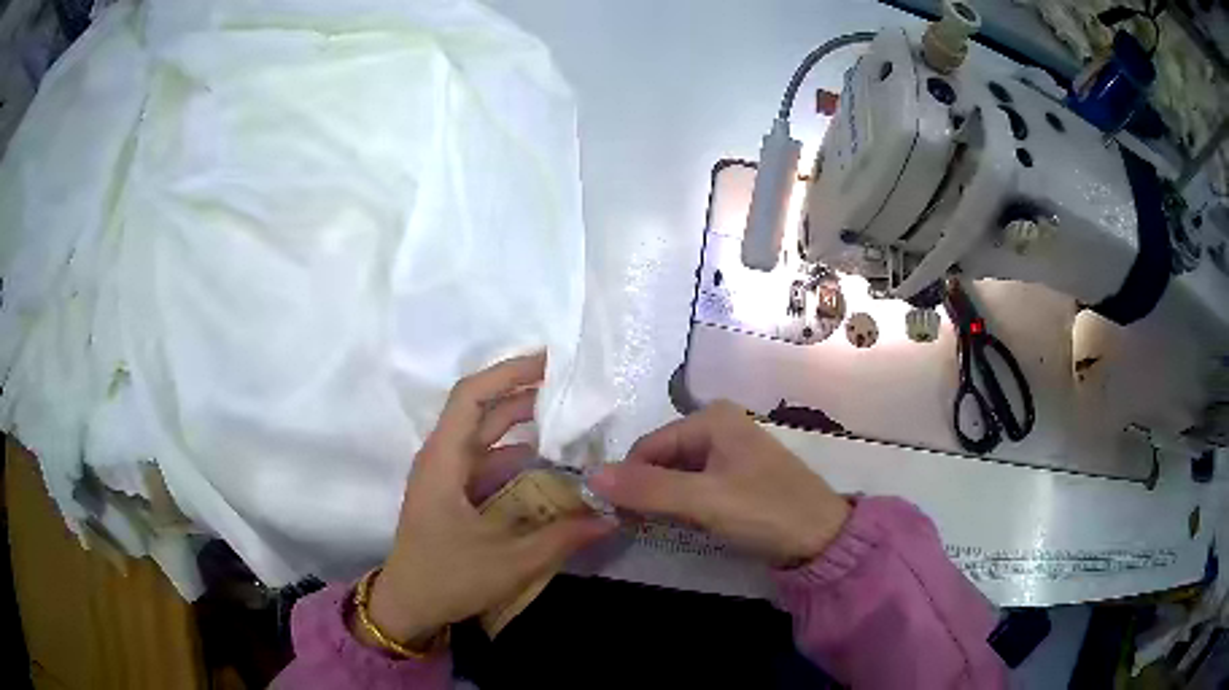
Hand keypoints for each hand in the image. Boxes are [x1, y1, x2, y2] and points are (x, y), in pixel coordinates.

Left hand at [362, 354, 612, 648]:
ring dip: (524, 427)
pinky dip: (519, 458)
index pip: (471, 396)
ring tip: (571, 424)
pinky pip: (489, 463)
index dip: (508, 372)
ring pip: (487, 437)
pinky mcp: (455, 494)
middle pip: (482, 410)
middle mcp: (443, 458)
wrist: (408, 606)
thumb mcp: (509, 562)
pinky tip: (551, 467)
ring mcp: (448, 476)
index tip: (550, 361)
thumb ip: (562, 537)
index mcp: (444, 461)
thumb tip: (611, 517)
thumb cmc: (447, 578)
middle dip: (525, 394)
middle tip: (574, 389)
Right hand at [589, 401, 849, 566]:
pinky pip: (695, 486)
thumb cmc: (765, 511)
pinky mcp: (737, 476)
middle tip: (642, 527)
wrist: (822, 538)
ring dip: (664, 502)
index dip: (628, 481)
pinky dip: (684, 505)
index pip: (647, 447)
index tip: (619, 517)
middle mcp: (719, 426)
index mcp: (711, 418)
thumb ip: (648, 490)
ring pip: (676, 475)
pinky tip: (689, 524)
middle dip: (647, 492)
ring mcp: (729, 452)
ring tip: (665, 528)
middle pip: (661, 459)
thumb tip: (590, 477)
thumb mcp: (704, 501)